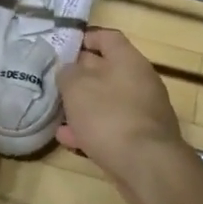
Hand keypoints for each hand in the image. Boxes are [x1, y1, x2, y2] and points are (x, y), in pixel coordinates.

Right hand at [57, 28, 188, 196]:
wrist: (147, 166)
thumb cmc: (109, 116)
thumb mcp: (77, 87)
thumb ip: (68, 73)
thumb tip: (69, 70)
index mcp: (128, 61)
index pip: (108, 37)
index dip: (85, 38)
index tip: (64, 48)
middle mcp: (140, 82)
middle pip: (107, 70)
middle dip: (80, 75)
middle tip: (55, 82)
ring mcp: (142, 112)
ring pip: (107, 101)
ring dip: (83, 106)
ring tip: (57, 113)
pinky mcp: (140, 139)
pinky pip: (111, 127)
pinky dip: (91, 129)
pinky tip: (68, 138)